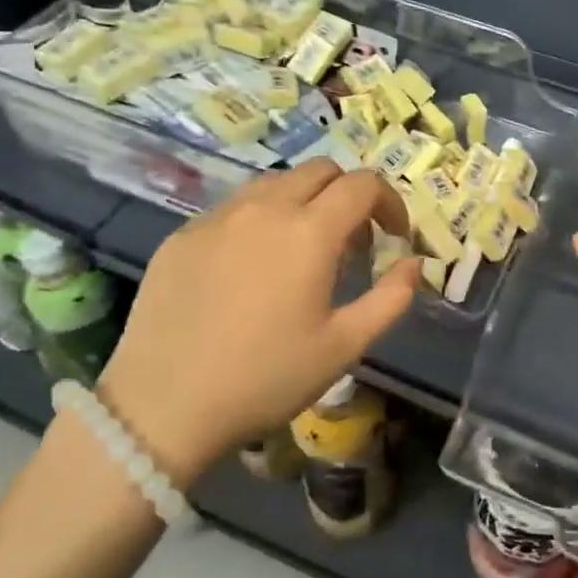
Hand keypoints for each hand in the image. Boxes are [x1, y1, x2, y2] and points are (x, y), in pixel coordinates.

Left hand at [97, 159, 418, 484]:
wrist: (163, 406)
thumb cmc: (265, 378)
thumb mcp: (344, 347)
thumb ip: (391, 298)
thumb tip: (414, 264)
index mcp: (309, 232)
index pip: (363, 185)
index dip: (389, 202)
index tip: (394, 236)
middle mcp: (265, 208)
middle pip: (321, 170)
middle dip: (348, 195)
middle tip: (351, 243)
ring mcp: (218, 217)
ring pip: (275, 183)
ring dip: (303, 202)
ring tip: (301, 251)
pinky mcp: (182, 234)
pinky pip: (234, 208)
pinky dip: (260, 220)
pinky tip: (250, 268)